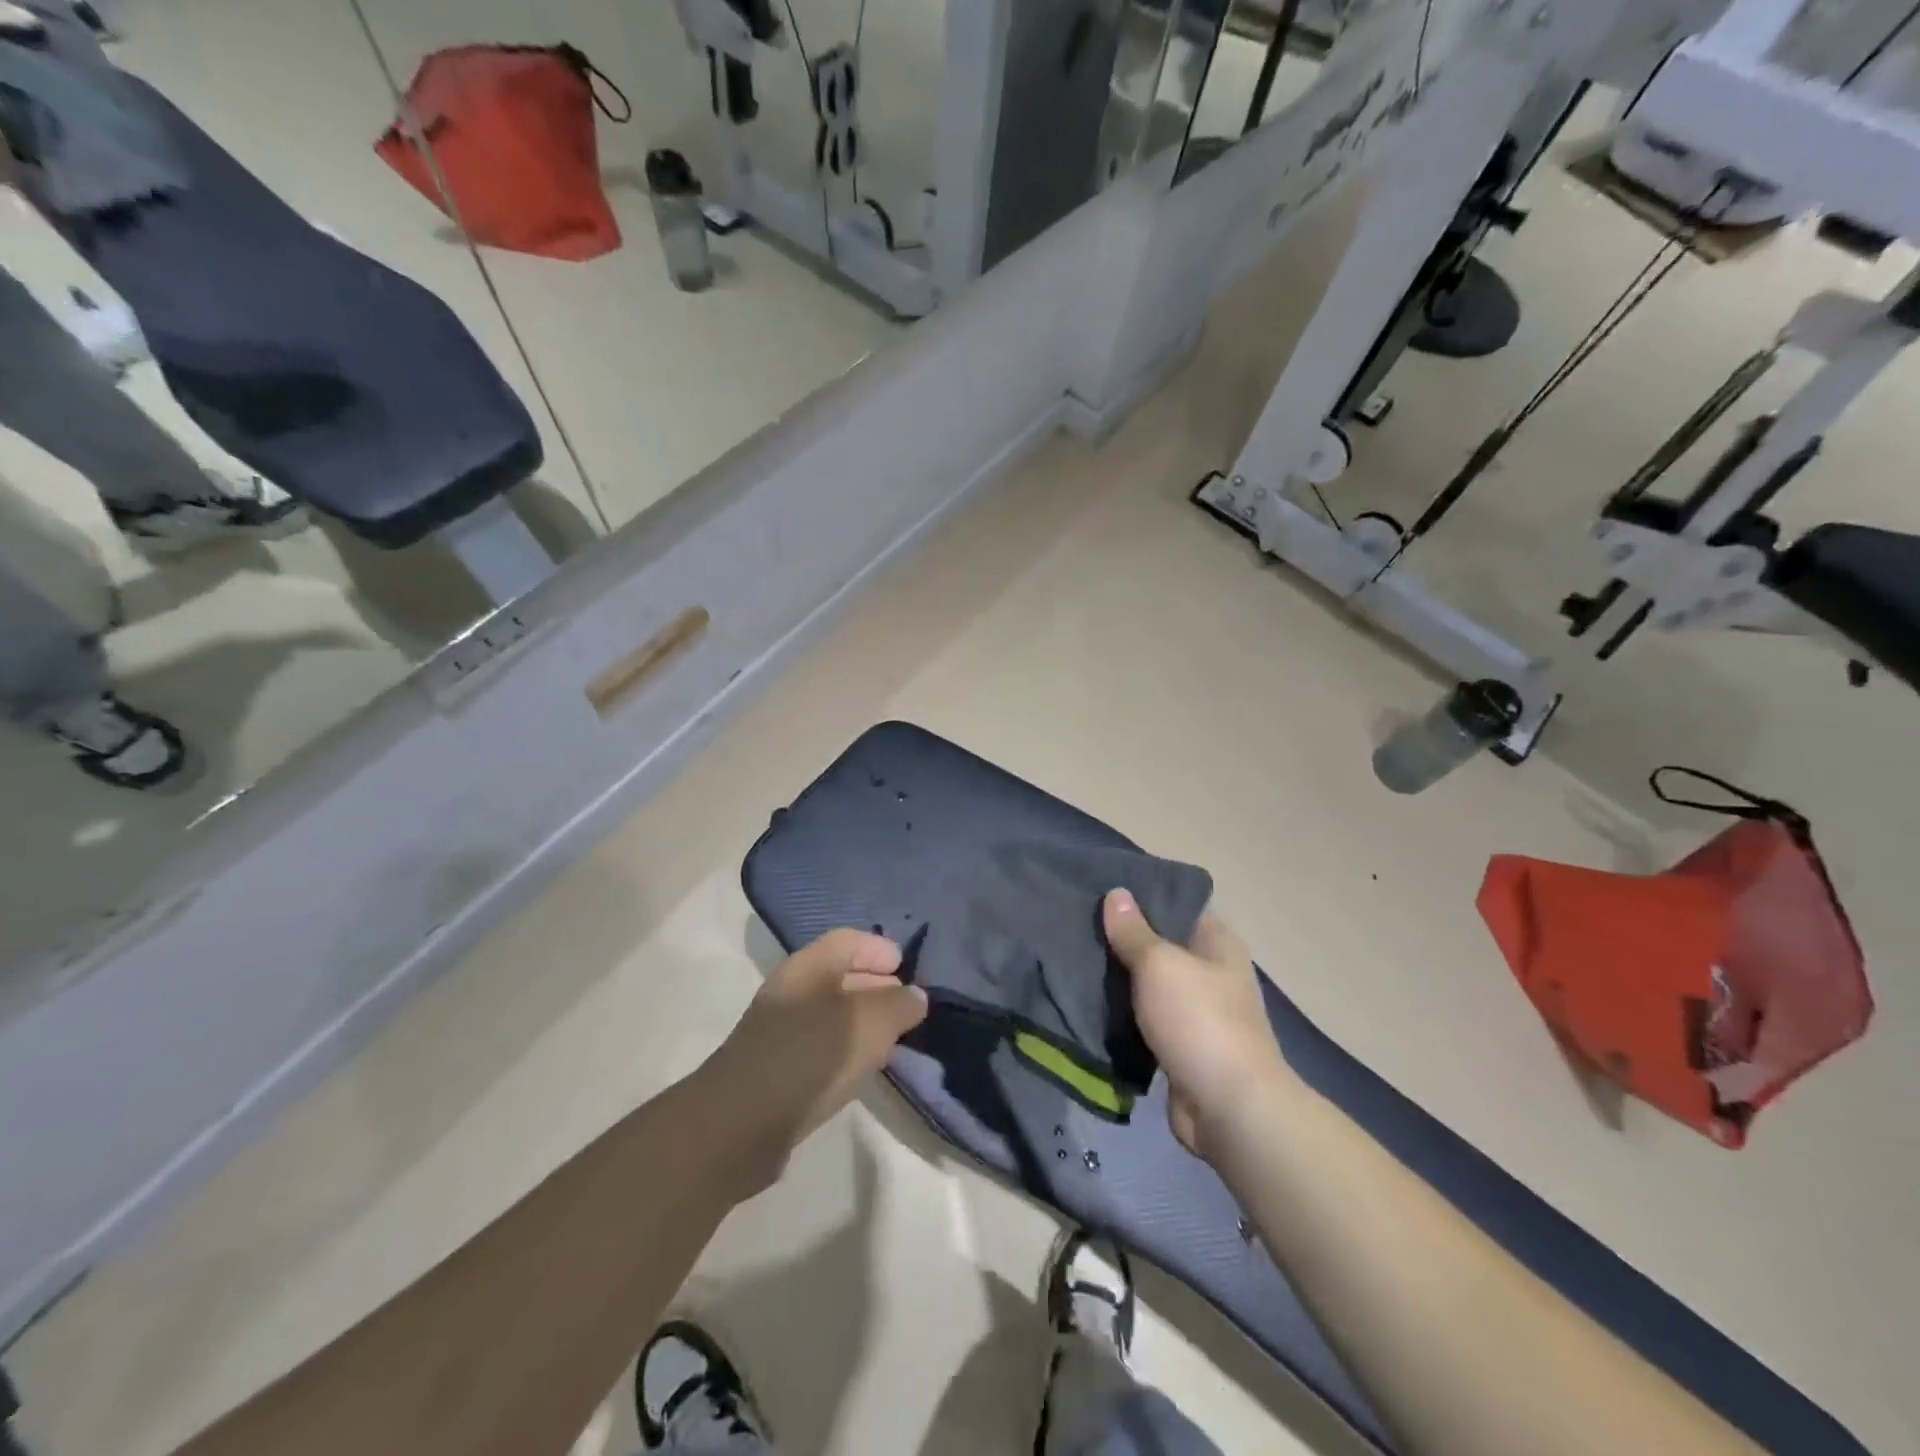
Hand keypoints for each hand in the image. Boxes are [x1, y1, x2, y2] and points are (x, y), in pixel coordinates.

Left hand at [697, 929, 927, 1192]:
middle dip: (875, 984)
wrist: (738, 1125)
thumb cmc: (809, 1057)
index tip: (906, 967)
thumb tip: (915, 996)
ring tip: (892, 1038)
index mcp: (808, 967)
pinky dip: (845, 1048)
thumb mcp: (869, 1024)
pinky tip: (862, 1068)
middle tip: (906, 1003)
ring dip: (862, 1020)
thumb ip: (898, 1005)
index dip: (878, 949)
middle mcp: (791, 991)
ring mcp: (779, 1031)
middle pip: (839, 975)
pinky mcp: (776, 1069)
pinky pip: (820, 1045)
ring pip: (830, 1013)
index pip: (847, 941)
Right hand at [1103, 889, 1296, 1160]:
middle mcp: (1211, 973)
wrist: (1229, 1109)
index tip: (1100, 887)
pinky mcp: (1180, 1046)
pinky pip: (1145, 1019)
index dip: (1142, 895)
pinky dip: (1122, 1014)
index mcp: (1217, 944)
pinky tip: (1087, 1001)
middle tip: (1077, 921)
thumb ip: (1134, 931)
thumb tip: (1117, 893)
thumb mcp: (1160, 965)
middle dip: (1122, 937)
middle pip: (1160, 944)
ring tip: (1073, 956)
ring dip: (1119, 978)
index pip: (1177, 904)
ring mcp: (1197, 1012)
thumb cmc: (1199, 1021)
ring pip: (1149, 984)